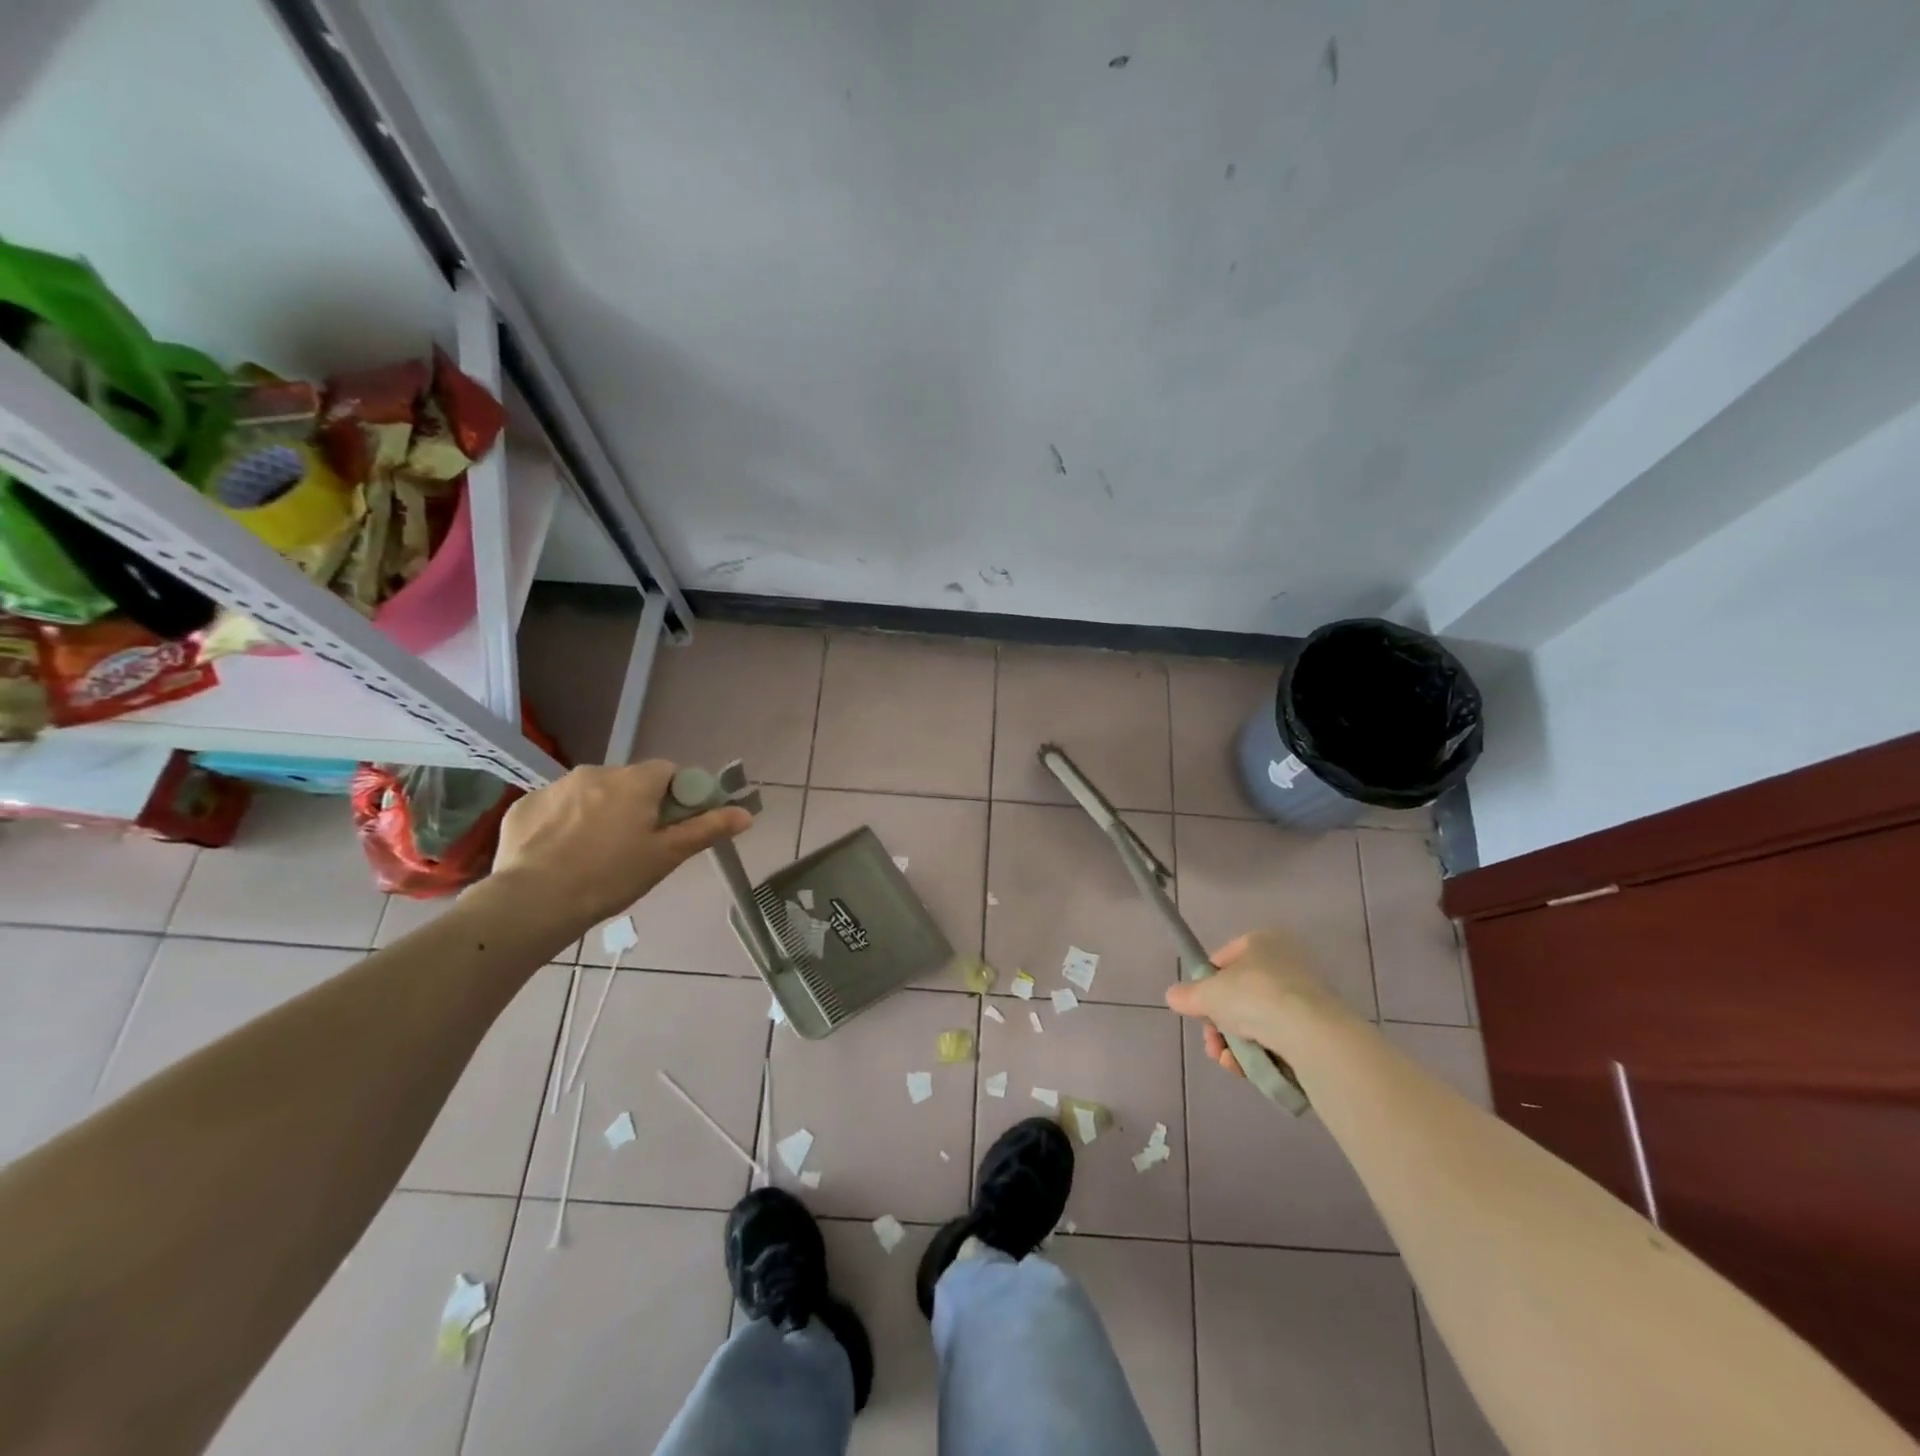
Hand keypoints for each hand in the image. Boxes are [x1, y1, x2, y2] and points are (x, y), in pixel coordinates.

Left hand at [490, 761, 750, 930]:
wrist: (532, 903)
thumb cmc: (610, 877)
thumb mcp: (666, 856)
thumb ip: (707, 829)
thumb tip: (745, 813)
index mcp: (635, 781)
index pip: (669, 772)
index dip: (677, 796)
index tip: (673, 826)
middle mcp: (596, 772)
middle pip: (630, 782)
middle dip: (637, 805)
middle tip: (636, 846)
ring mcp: (556, 786)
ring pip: (592, 793)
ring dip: (600, 812)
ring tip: (595, 854)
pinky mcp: (524, 805)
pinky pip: (557, 807)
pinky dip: (565, 823)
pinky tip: (561, 854)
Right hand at [1164, 929, 1341, 1075]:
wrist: (1309, 1033)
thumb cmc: (1254, 997)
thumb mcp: (1208, 994)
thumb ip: (1188, 995)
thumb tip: (1174, 996)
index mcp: (1262, 941)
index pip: (1223, 960)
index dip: (1206, 985)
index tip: (1199, 1008)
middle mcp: (1286, 962)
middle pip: (1238, 995)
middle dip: (1219, 1024)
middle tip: (1212, 1043)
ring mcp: (1303, 996)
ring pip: (1256, 1021)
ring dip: (1235, 1043)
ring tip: (1228, 1061)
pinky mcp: (1316, 1028)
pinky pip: (1277, 1038)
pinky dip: (1259, 1054)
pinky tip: (1246, 1069)